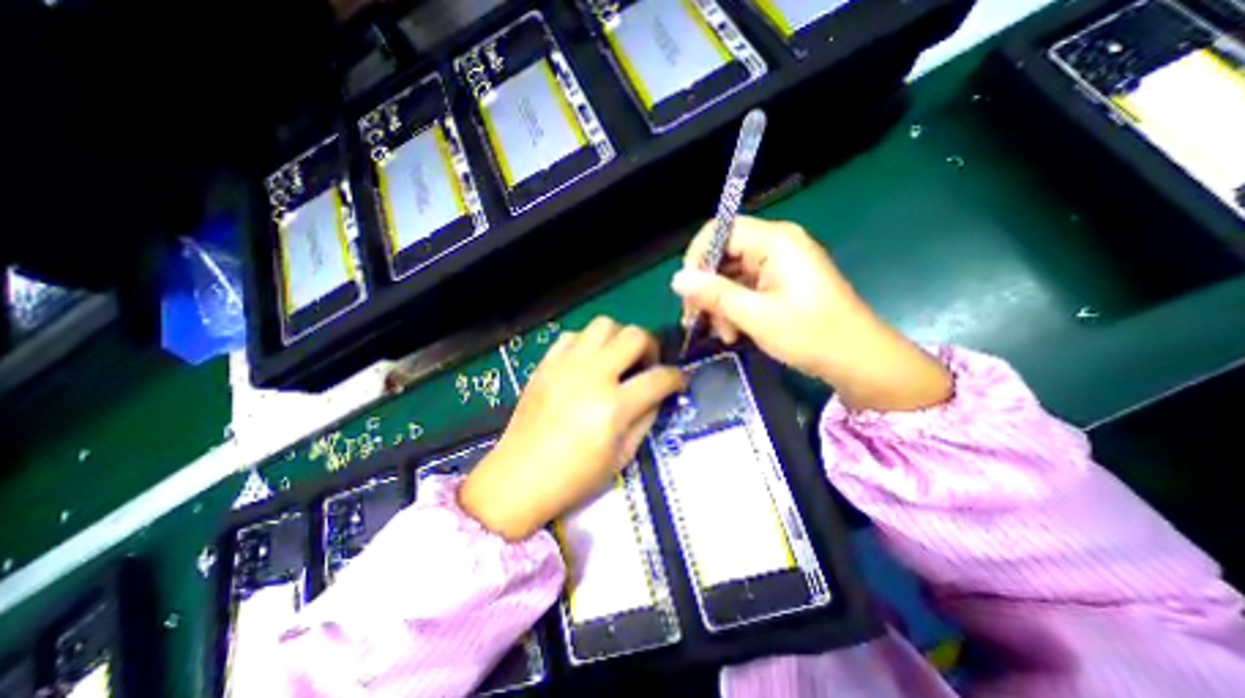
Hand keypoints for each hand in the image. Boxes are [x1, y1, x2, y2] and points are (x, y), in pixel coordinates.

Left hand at [462, 315, 684, 539]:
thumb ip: (646, 419)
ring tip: (617, 359)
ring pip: (604, 324)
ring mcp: (566, 365)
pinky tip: (587, 362)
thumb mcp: (622, 456)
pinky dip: (587, 342)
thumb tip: (658, 394)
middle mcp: (592, 376)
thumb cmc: (574, 477)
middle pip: (634, 335)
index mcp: (613, 407)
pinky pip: (573, 335)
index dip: (677, 377)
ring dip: (619, 338)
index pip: (659, 377)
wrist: (519, 478)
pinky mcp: (546, 364)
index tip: (679, 380)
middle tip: (647, 365)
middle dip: (651, 346)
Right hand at [671, 219, 954, 412]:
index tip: (687, 292)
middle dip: (707, 289)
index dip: (697, 258)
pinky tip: (733, 332)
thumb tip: (676, 279)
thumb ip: (714, 294)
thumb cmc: (811, 335)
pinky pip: (744, 288)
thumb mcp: (756, 316)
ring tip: (723, 334)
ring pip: (730, 275)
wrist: (858, 360)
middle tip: (698, 321)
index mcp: (775, 241)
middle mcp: (776, 245)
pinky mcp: (780, 283)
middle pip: (723, 255)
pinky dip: (734, 309)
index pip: (720, 231)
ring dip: (720, 304)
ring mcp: (779, 265)